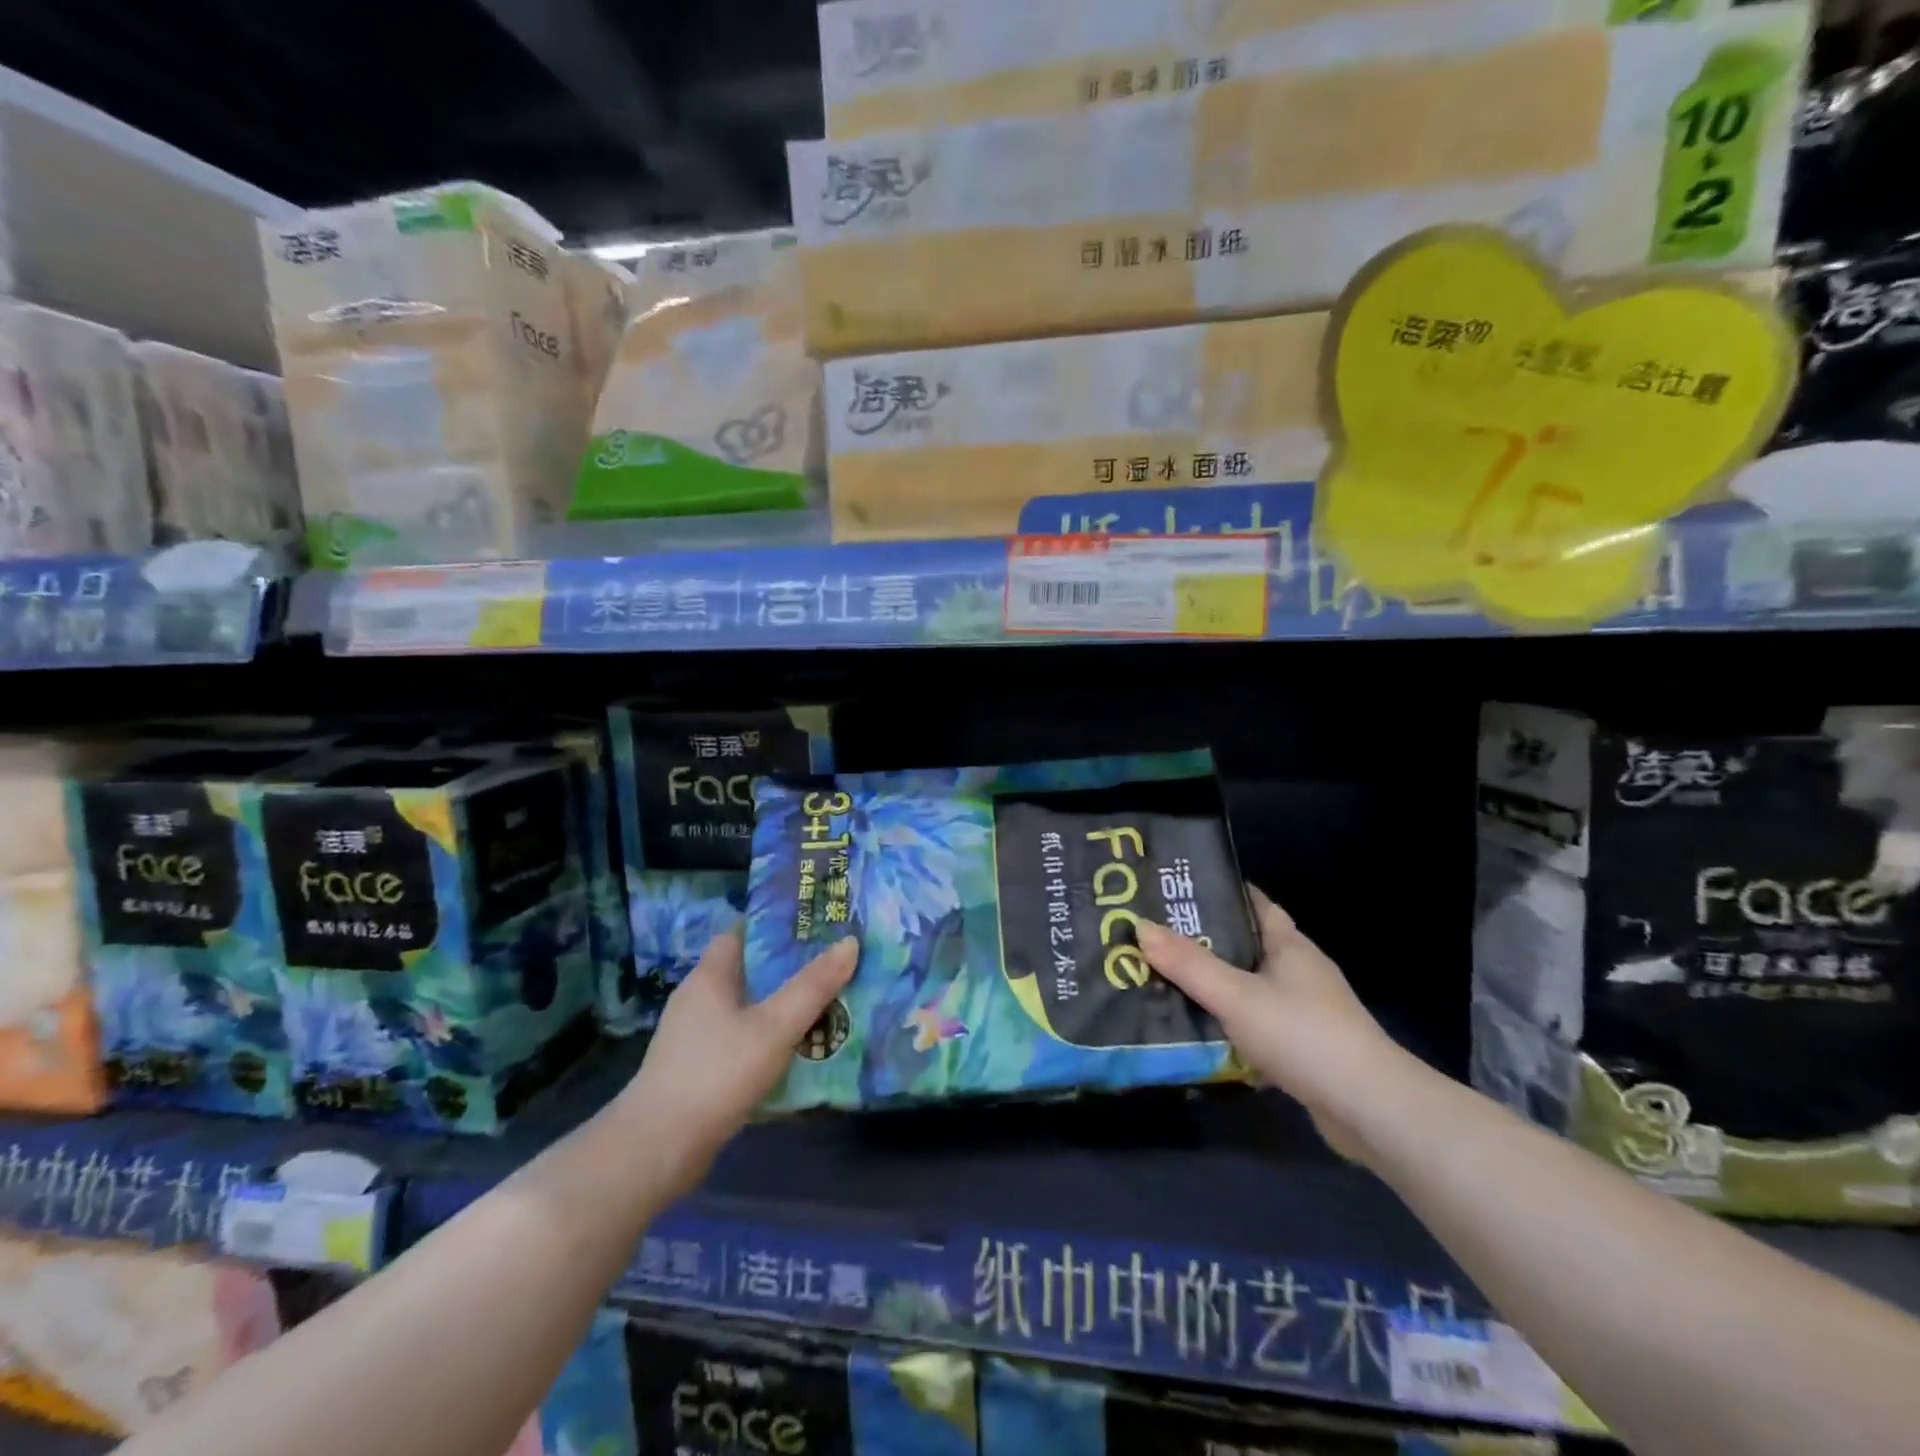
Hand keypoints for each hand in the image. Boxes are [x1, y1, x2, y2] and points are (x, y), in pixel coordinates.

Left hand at [619, 928, 857, 1199]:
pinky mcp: (697, 1071)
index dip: (774, 926)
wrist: (658, 1149)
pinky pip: (740, 1042)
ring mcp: (694, 1037)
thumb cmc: (717, 1072)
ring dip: (779, 1008)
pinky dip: (767, 1041)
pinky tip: (796, 1054)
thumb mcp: (775, 1026)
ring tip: (825, 1008)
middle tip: (831, 967)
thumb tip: (850, 942)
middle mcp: (698, 999)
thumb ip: (813, 986)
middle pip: (748, 972)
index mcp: (710, 977)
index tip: (813, 927)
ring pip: (746, 1010)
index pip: (741, 933)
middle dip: (787, 969)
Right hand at [1137, 886, 1407, 1164]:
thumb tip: (1139, 926)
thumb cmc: (1303, 1035)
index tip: (1174, 890)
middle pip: (1244, 944)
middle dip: (1202, 940)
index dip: (1217, 893)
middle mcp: (1298, 970)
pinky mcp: (1303, 1045)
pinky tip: (1197, 1028)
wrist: (1370, 1110)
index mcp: (1289, 945)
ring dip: (1213, 983)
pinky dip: (1228, 1020)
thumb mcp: (1236, 996)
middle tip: (1152, 937)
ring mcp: (1304, 1010)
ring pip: (1248, 985)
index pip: (1253, 902)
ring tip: (1162, 979)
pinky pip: (1255, 1021)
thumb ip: (1188, 964)